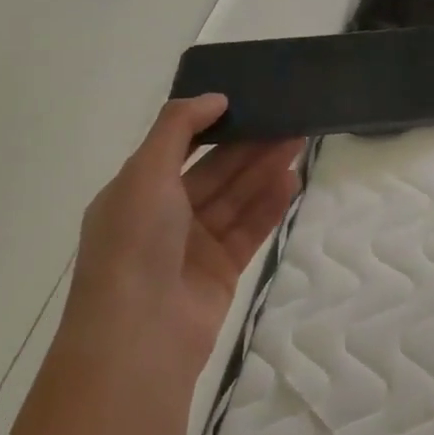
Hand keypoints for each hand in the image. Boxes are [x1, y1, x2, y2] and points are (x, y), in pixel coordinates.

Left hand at [70, 94, 301, 365]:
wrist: (139, 337)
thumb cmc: (135, 244)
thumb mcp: (145, 173)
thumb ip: (178, 128)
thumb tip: (214, 97)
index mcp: (136, 192)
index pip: (179, 149)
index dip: (213, 125)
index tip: (248, 102)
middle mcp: (163, 217)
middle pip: (214, 172)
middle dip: (249, 145)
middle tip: (288, 119)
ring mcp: (193, 247)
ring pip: (236, 199)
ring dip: (264, 170)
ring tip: (298, 142)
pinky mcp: (221, 271)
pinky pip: (249, 229)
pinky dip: (269, 206)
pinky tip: (291, 181)